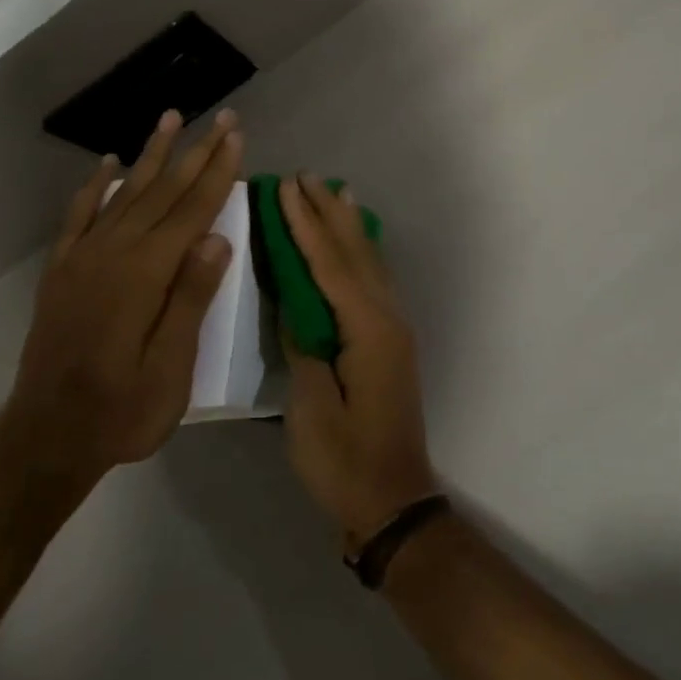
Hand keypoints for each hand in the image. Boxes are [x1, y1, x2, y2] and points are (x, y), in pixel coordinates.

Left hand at [3, 108, 243, 489]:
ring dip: (151, 154)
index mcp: (145, 274)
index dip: (216, 172)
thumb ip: (190, 298)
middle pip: (163, 191)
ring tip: (171, 118)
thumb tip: (217, 237)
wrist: (45, 439)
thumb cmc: (121, 411)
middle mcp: (113, 252)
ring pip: (124, 192)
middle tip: (221, 117)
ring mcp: (82, 258)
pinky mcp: (62, 270)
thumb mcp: (170, 368)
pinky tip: (107, 164)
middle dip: (195, 151)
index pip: (191, 210)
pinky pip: (80, 215)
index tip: (236, 136)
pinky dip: (95, 186)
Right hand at [279, 173, 438, 549]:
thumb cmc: (345, 460)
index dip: (306, 223)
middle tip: (306, 176)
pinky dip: (359, 253)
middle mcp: (387, 318)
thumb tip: (296, 304)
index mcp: (367, 328)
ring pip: (368, 263)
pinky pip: (372, 281)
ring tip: (335, 191)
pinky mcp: (389, 342)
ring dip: (348, 226)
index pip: (329, 263)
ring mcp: (392, 329)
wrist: (393, 503)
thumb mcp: (311, 405)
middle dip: (327, 213)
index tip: (287, 187)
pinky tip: (354, 244)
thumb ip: (304, 345)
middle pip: (353, 253)